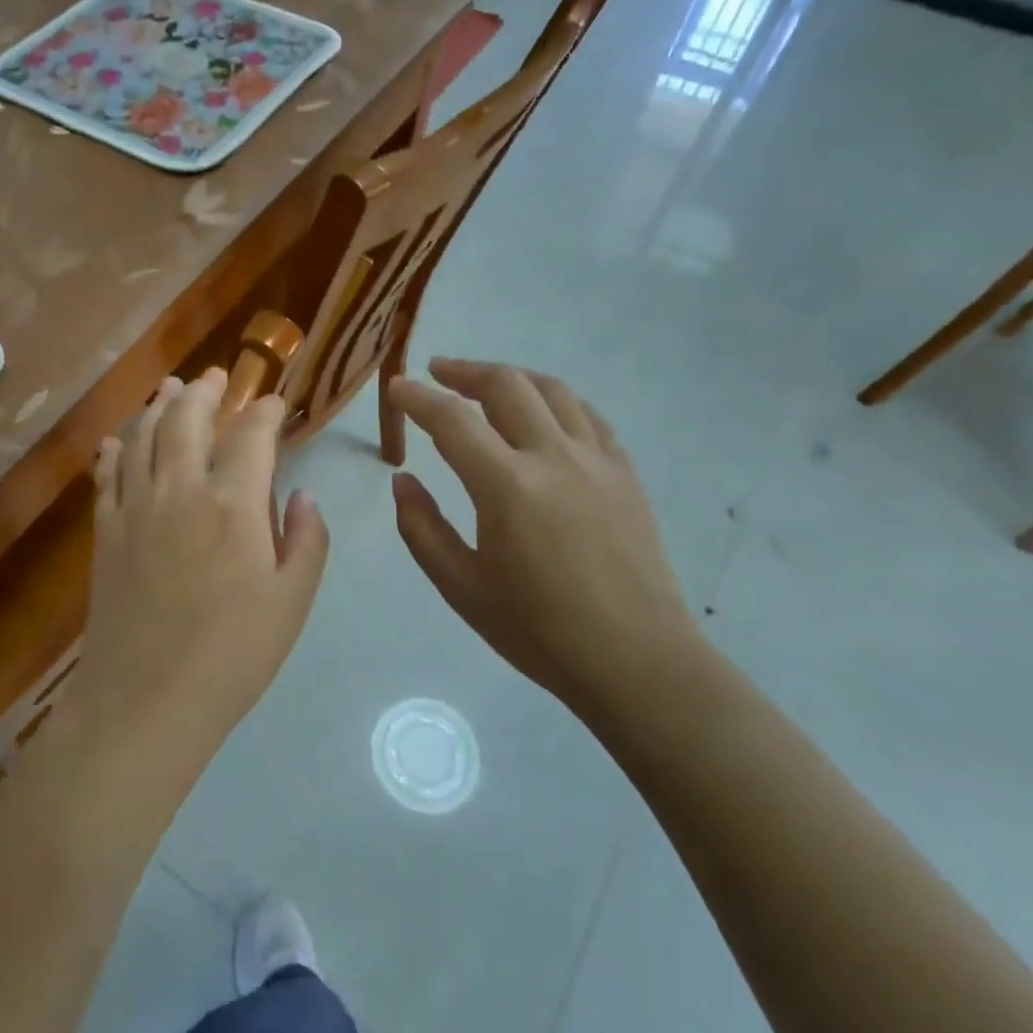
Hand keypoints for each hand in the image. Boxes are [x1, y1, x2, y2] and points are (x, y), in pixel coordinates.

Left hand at [72, 368, 330, 765]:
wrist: (146, 700)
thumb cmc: (233, 655)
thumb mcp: (292, 601)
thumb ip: (305, 540)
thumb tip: (302, 496)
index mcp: (234, 503)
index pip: (252, 434)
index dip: (266, 410)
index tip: (276, 402)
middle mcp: (181, 488)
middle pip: (188, 418)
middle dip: (205, 390)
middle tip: (216, 375)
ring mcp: (135, 507)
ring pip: (144, 436)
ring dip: (159, 405)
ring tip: (170, 388)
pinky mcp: (106, 531)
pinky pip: (107, 475)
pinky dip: (115, 449)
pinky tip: (117, 439)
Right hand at [387, 358, 707, 723]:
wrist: (637, 661)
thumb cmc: (539, 632)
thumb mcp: (461, 588)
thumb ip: (422, 528)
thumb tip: (402, 481)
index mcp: (508, 487)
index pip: (452, 421)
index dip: (417, 399)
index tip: (395, 389)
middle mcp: (554, 457)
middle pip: (506, 385)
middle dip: (464, 371)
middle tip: (437, 373)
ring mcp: (598, 461)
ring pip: (552, 390)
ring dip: (512, 378)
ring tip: (486, 384)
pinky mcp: (626, 473)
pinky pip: (588, 416)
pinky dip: (556, 402)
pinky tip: (544, 415)